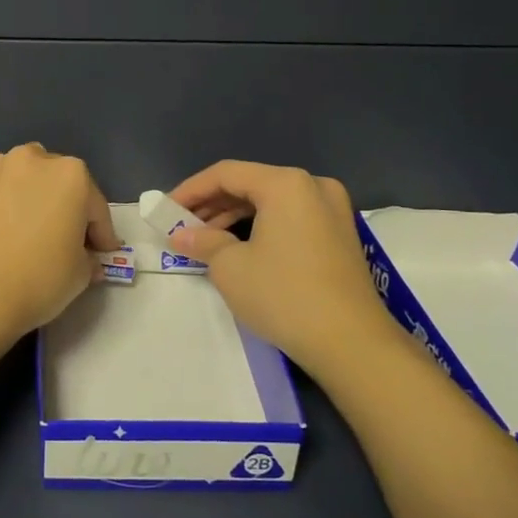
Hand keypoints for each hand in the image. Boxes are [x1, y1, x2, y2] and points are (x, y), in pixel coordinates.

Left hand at [0, 144, 122, 345]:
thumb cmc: (38, 278)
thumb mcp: (80, 274)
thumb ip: (88, 259)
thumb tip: (86, 259)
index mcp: (71, 174)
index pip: (96, 208)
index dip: (103, 236)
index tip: (104, 256)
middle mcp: (35, 160)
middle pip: (63, 186)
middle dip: (70, 211)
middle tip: (72, 245)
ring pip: (30, 184)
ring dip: (39, 203)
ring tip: (38, 237)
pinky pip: (4, 195)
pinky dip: (13, 208)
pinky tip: (11, 236)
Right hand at [165, 161, 391, 378]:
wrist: (352, 343)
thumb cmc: (284, 295)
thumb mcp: (230, 267)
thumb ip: (202, 241)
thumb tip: (181, 234)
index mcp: (286, 183)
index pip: (226, 174)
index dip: (190, 190)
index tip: (165, 211)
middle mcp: (313, 186)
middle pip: (251, 184)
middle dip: (212, 204)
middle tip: (182, 226)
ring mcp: (333, 210)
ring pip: (271, 202)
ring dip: (234, 217)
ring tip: (204, 240)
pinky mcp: (340, 236)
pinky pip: (291, 219)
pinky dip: (261, 228)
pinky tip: (239, 248)